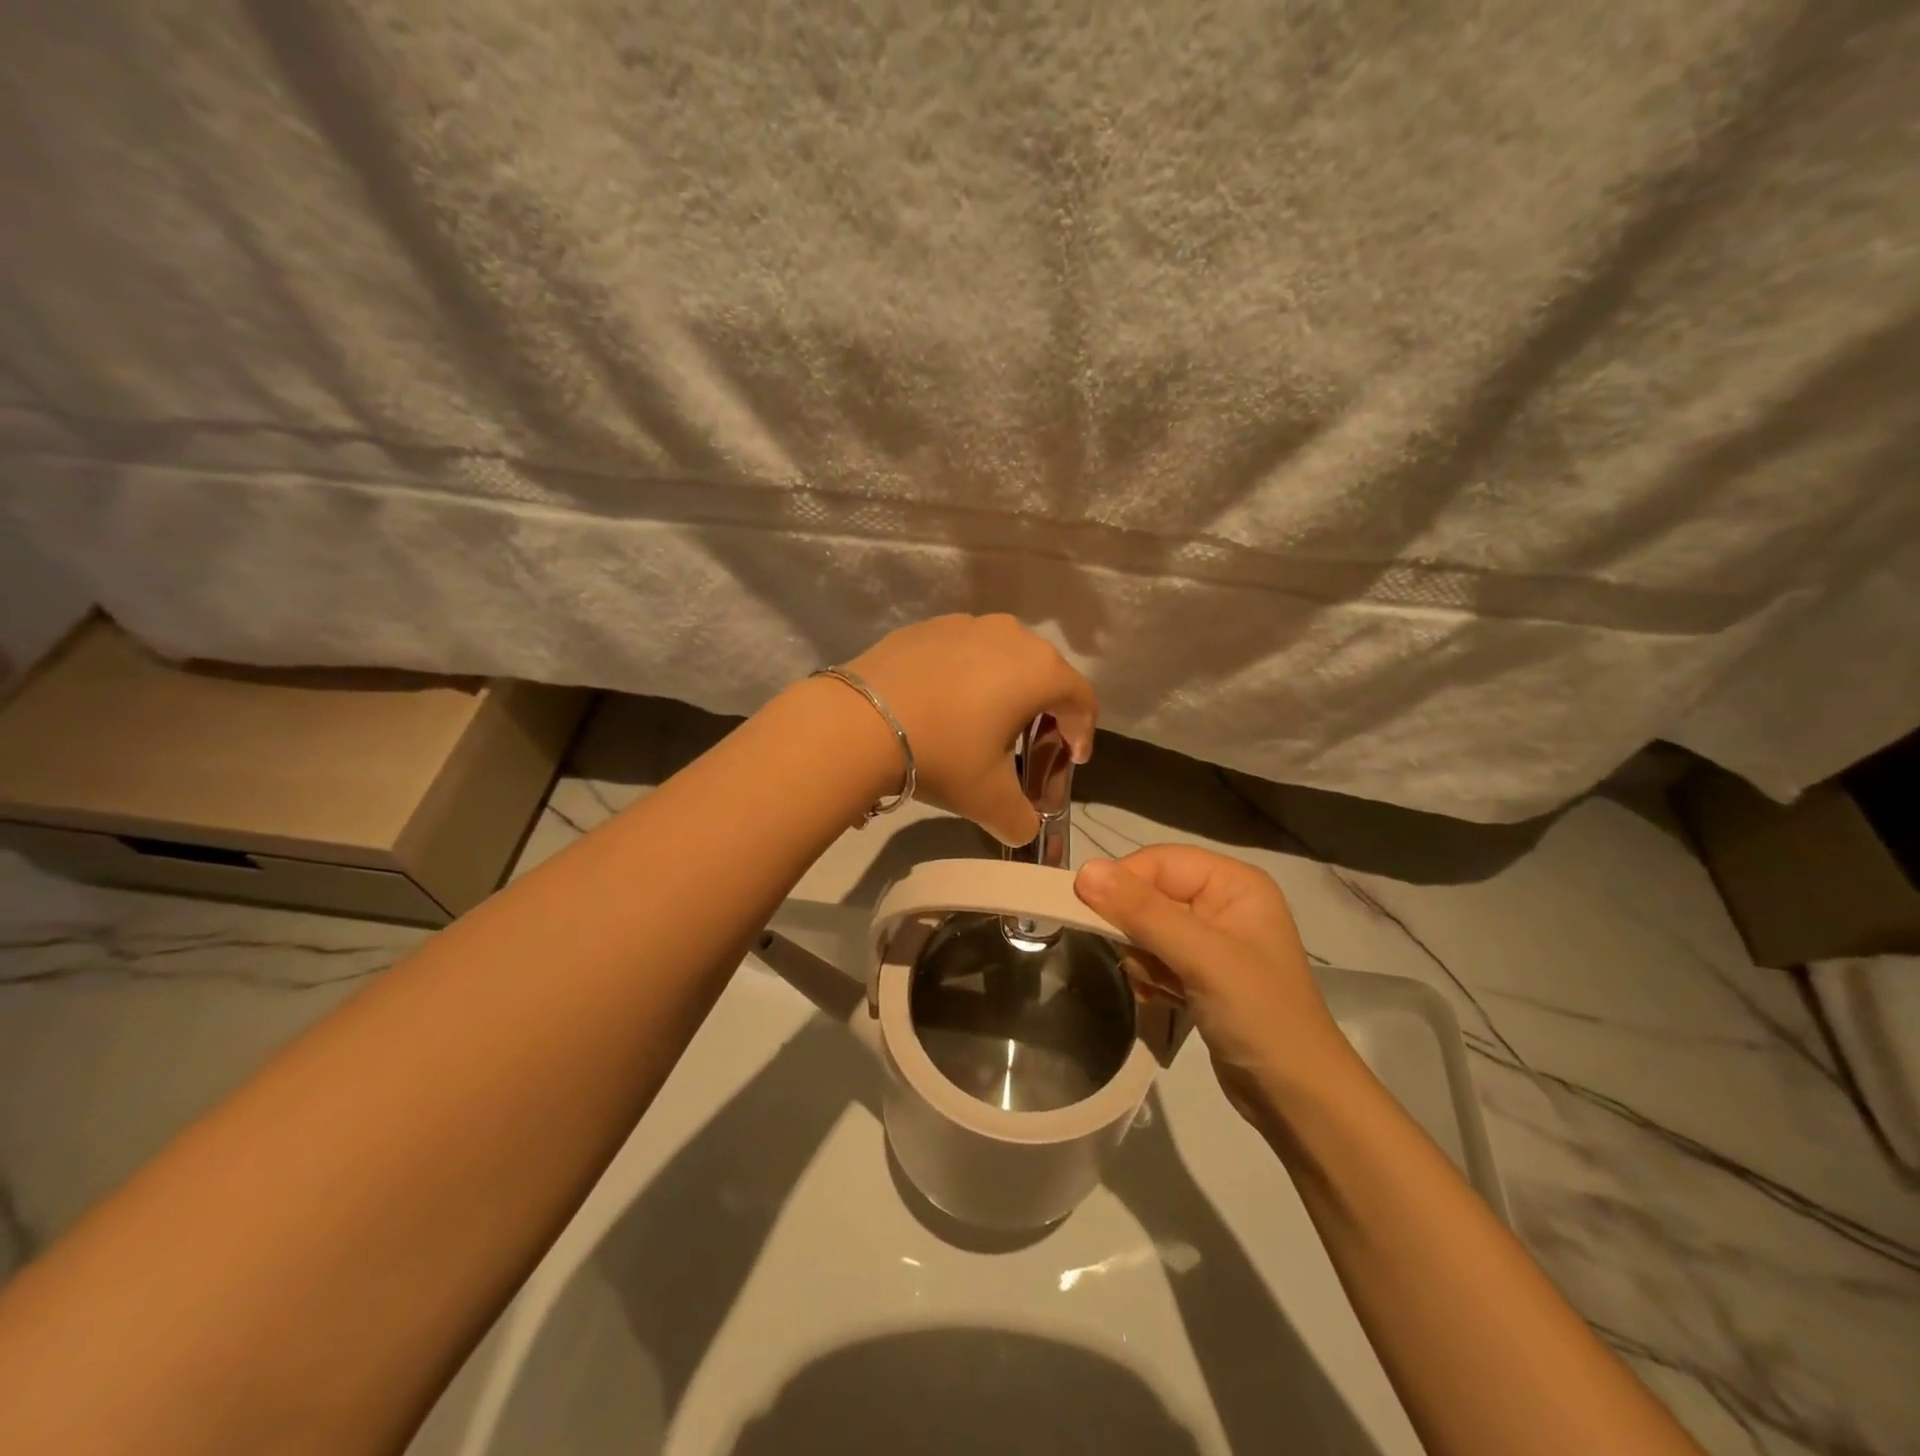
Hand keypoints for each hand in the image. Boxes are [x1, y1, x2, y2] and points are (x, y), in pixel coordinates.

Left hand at [844, 614, 1096, 846]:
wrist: (858, 722)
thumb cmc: (942, 754)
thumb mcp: (989, 800)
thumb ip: (1021, 820)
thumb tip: (1024, 830)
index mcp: (1040, 670)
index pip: (1082, 700)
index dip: (1083, 733)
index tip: (1071, 760)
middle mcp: (1011, 635)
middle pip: (1045, 674)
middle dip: (1045, 712)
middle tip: (1030, 747)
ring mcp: (966, 623)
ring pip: (1004, 658)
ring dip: (1006, 690)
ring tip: (985, 724)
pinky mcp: (928, 625)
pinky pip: (965, 651)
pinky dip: (968, 676)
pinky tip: (944, 705)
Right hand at [1074, 846, 1350, 1128]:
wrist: (1298, 1100)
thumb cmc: (1259, 1015)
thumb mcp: (1201, 957)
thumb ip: (1143, 911)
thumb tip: (1084, 870)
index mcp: (1234, 883)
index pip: (1159, 861)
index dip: (1123, 882)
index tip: (1087, 911)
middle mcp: (1223, 902)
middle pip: (1150, 893)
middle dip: (1136, 929)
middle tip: (1141, 962)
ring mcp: (1212, 940)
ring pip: (1146, 927)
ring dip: (1143, 958)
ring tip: (1161, 987)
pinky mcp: (1201, 973)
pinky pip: (1155, 957)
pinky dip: (1150, 977)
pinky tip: (1163, 1000)